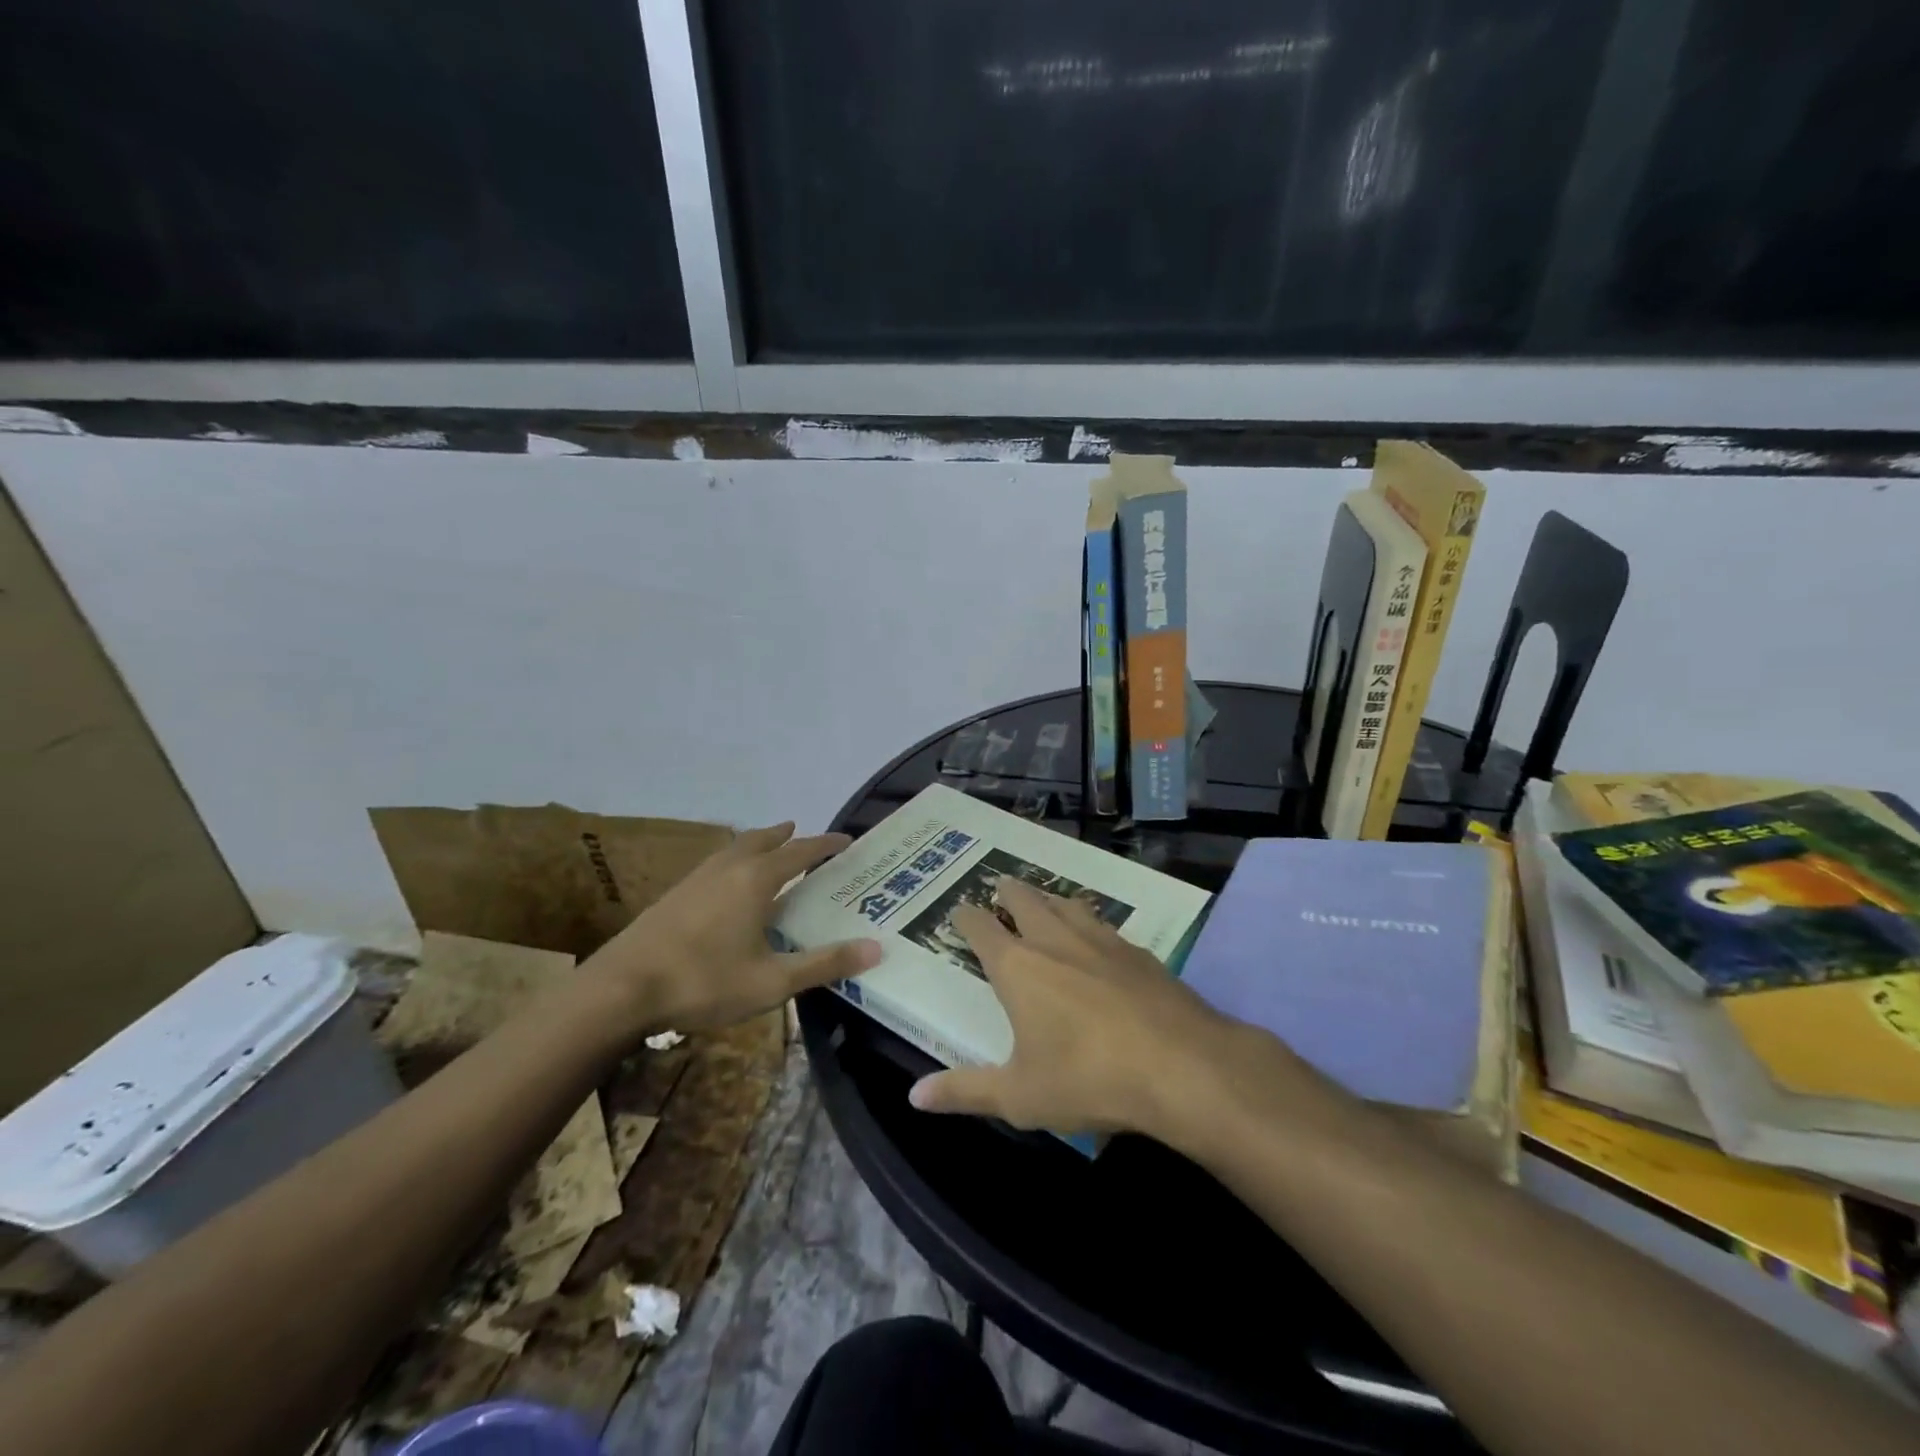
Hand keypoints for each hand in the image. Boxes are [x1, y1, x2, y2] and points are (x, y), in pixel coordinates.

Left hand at [583, 822, 879, 1034]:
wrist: (621, 989)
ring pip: (735, 848)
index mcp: (756, 880)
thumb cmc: (704, 982)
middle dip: (787, 836)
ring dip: (758, 844)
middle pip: (763, 840)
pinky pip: (716, 864)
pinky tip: (728, 884)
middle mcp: (728, 868)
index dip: (825, 845)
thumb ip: (824, 964)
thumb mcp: (772, 982)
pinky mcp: (674, 894)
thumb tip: (876, 948)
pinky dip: (735, 860)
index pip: (800, 852)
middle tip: (804, 835)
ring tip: (770, 848)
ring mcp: (697, 878)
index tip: (846, 841)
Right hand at [907, 879, 1252, 1140]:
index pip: (981, 926)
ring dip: (1049, 900)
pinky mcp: (1138, 952)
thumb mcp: (1019, 1096)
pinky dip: (1090, 923)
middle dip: (1007, 892)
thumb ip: (965, 1091)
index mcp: (1018, 966)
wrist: (1182, 1066)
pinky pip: (1104, 925)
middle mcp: (1055, 940)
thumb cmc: (1088, 1079)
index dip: (966, 917)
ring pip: (1066, 903)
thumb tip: (915, 1096)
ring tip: (1045, 904)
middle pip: (1024, 899)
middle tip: (1000, 890)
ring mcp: (1101, 939)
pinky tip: (1099, 941)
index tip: (959, 911)